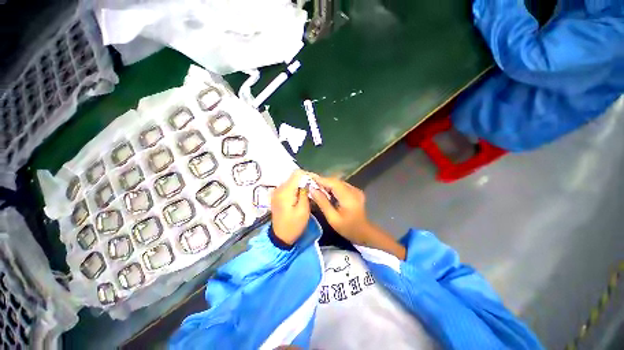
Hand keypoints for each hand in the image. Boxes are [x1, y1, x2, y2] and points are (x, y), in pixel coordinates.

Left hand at [271, 170, 310, 244]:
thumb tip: (307, 181)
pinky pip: (288, 186)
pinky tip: (301, 194)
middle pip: (294, 176)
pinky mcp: (277, 195)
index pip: (297, 173)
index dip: (308, 175)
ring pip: (291, 180)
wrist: (280, 237)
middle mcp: (279, 188)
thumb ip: (305, 193)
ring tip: (309, 191)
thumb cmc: (294, 225)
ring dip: (301, 183)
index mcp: (285, 191)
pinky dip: (296, 188)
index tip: (316, 181)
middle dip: (305, 179)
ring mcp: (276, 192)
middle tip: (315, 187)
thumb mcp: (303, 210)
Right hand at [309, 176, 372, 244]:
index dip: (320, 180)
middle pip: (335, 181)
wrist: (364, 232)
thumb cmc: (348, 228)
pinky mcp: (355, 191)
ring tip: (316, 187)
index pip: (333, 183)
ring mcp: (355, 190)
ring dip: (327, 184)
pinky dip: (332, 187)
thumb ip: (322, 203)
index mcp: (348, 197)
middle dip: (322, 181)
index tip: (309, 179)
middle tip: (311, 184)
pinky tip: (326, 192)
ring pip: (338, 182)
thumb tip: (312, 189)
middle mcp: (353, 190)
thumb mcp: (332, 218)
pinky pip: (341, 186)